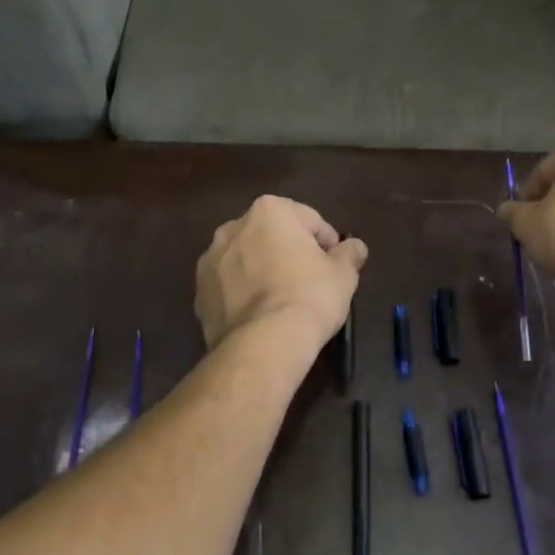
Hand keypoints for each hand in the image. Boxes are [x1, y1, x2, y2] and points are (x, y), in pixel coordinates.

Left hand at [195, 197, 367, 350]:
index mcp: (269, 211)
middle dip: (288, 252)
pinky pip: (229, 287)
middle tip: (309, 280)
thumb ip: (349, 254)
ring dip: (262, 271)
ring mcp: (210, 261)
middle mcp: (233, 227)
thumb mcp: (343, 274)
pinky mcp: (199, 294)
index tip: (335, 265)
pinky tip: (260, 316)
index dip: (327, 242)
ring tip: (281, 300)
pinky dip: (242, 294)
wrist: (264, 343)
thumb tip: (355, 247)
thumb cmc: (309, 295)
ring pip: (245, 260)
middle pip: (271, 235)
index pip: (308, 219)